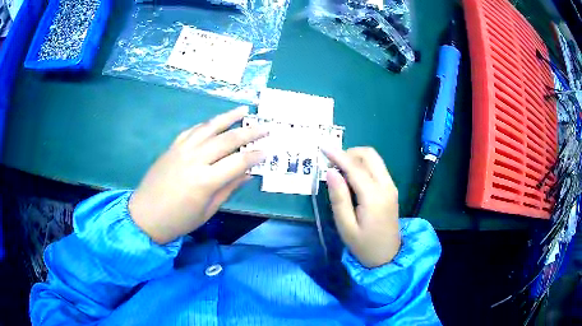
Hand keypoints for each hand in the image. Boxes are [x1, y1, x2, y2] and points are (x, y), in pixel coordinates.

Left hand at [129, 107, 265, 243]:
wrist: (145, 215)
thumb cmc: (178, 220)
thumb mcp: (208, 210)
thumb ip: (228, 189)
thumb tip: (247, 174)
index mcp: (205, 181)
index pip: (238, 162)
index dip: (256, 156)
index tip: (268, 151)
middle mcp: (195, 159)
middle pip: (227, 139)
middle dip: (250, 132)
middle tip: (266, 127)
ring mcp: (182, 150)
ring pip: (210, 127)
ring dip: (229, 117)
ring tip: (245, 110)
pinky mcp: (173, 147)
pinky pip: (193, 130)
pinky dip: (207, 124)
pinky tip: (216, 121)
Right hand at [323, 147, 400, 267]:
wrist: (387, 256)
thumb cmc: (363, 245)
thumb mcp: (346, 226)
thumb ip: (339, 198)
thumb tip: (331, 172)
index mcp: (374, 196)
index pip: (355, 167)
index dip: (338, 155)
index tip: (323, 147)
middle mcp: (386, 186)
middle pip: (369, 155)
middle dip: (349, 152)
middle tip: (332, 162)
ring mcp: (391, 186)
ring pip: (375, 159)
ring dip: (357, 157)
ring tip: (340, 169)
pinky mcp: (391, 189)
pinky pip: (378, 167)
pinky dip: (364, 164)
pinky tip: (352, 176)